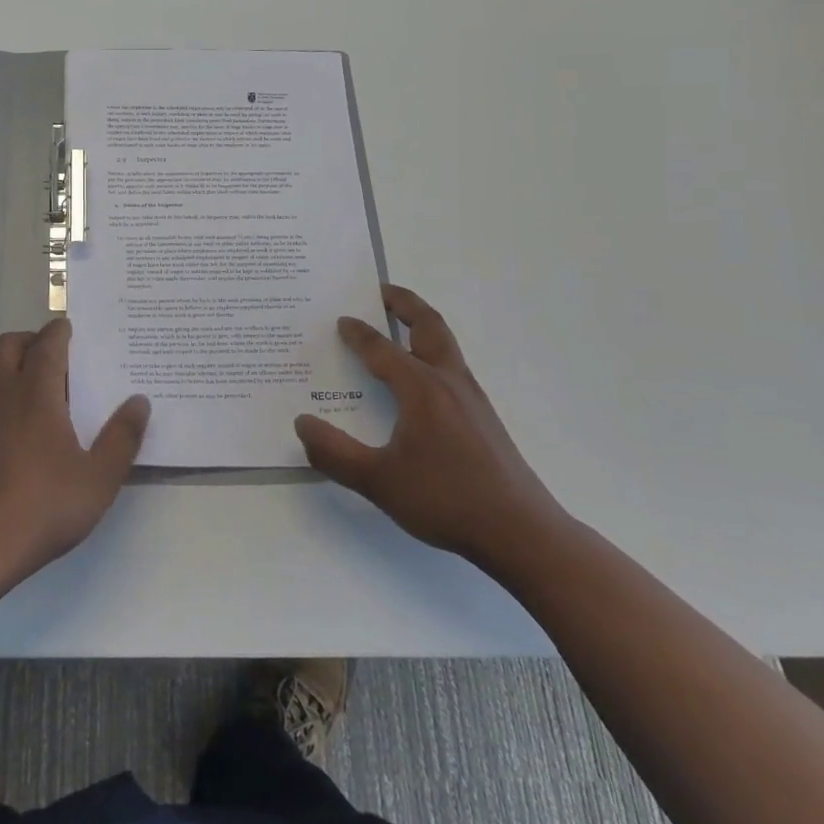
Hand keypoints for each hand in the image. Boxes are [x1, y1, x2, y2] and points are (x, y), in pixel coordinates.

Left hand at [0, 318, 149, 582]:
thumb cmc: (45, 507)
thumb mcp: (99, 479)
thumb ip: (122, 437)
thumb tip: (139, 401)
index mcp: (36, 394)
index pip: (47, 345)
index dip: (59, 332)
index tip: (70, 329)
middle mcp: (3, 393)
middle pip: (9, 344)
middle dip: (30, 339)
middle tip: (52, 355)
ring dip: (4, 360)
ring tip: (25, 379)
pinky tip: (3, 414)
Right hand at [295, 284, 564, 567]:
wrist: (522, 534)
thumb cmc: (446, 500)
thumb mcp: (378, 481)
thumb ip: (334, 453)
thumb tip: (302, 423)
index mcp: (421, 388)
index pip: (381, 349)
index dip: (358, 333)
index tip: (341, 320)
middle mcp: (448, 382)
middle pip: (428, 325)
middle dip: (404, 303)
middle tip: (380, 290)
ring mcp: (471, 399)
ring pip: (444, 344)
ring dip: (420, 326)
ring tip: (397, 326)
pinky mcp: (483, 418)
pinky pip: (451, 367)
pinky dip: (430, 353)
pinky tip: (419, 381)